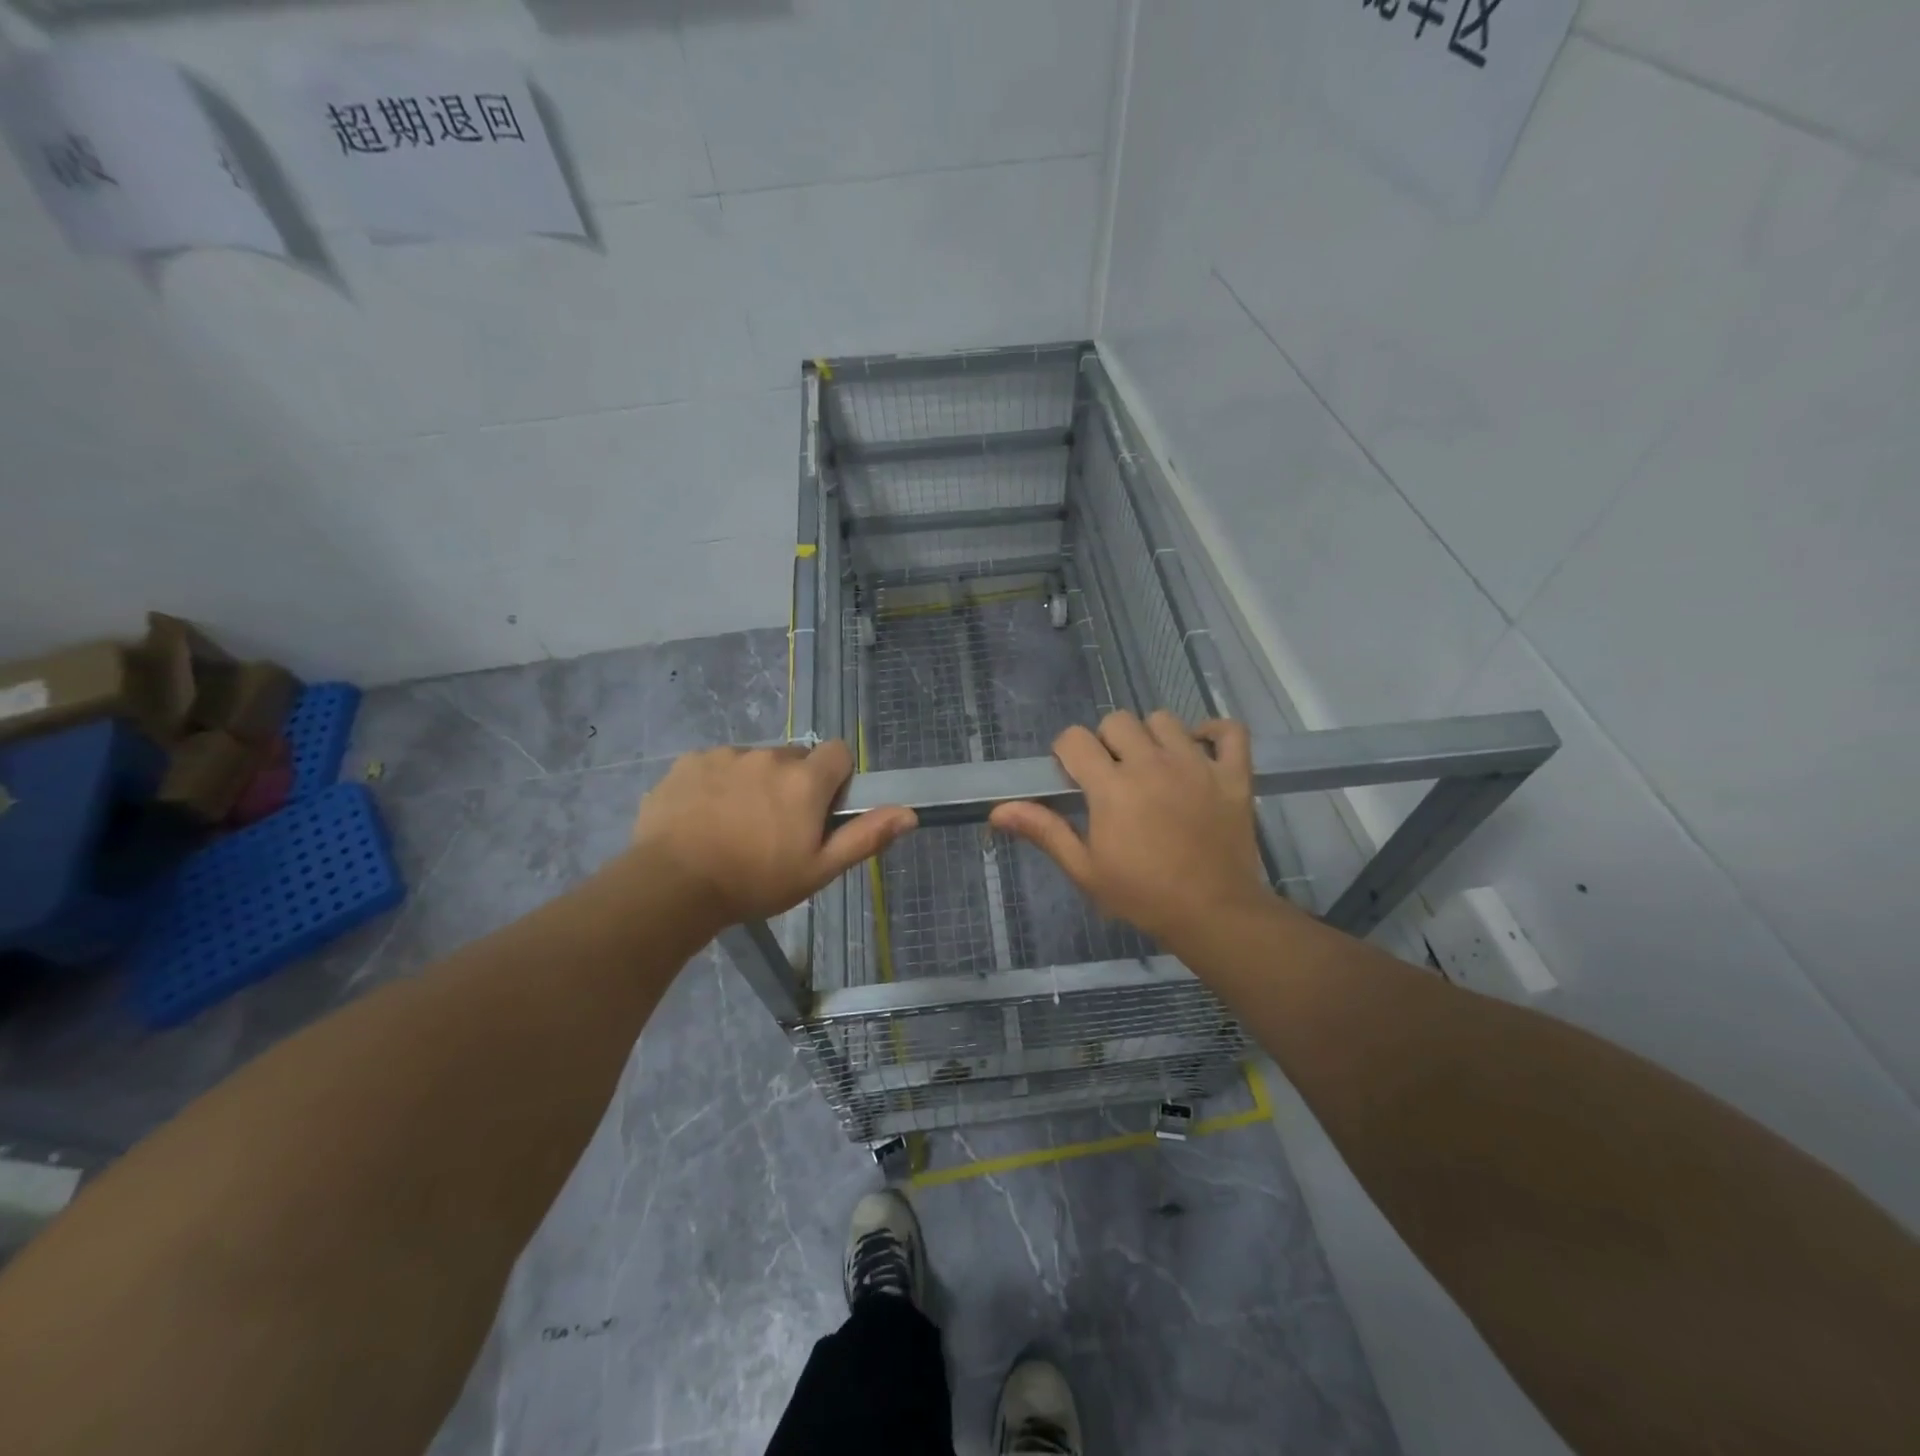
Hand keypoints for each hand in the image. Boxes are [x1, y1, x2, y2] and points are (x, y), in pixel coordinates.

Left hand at [632, 741, 914, 924]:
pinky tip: (703, 817)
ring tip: (734, 825)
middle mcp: (769, 756)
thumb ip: (865, 836)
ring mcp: (726, 755)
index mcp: (805, 779)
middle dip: (792, 784)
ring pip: (754, 762)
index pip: (838, 753)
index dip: (835, 779)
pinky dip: (716, 784)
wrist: (673, 885)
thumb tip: (910, 813)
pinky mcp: (689, 762)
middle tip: (775, 826)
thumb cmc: (755, 881)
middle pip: (794, 758)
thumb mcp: (818, 869)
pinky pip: (716, 765)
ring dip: (754, 783)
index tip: (820, 810)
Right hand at [989, 711, 1272, 951]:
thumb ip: (1044, 831)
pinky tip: (1200, 749)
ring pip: (1165, 720)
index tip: (1073, 776)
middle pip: (1118, 721)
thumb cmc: (1142, 895)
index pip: (1075, 739)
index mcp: (1112, 786)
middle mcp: (1152, 764)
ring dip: (1152, 736)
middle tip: (1112, 775)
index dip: (1067, 752)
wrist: (1214, 914)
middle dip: (1106, 741)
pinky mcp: (1233, 775)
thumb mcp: (1084, 869)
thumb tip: (998, 811)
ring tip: (1153, 766)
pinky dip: (1214, 732)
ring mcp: (1197, 765)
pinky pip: (1229, 731)